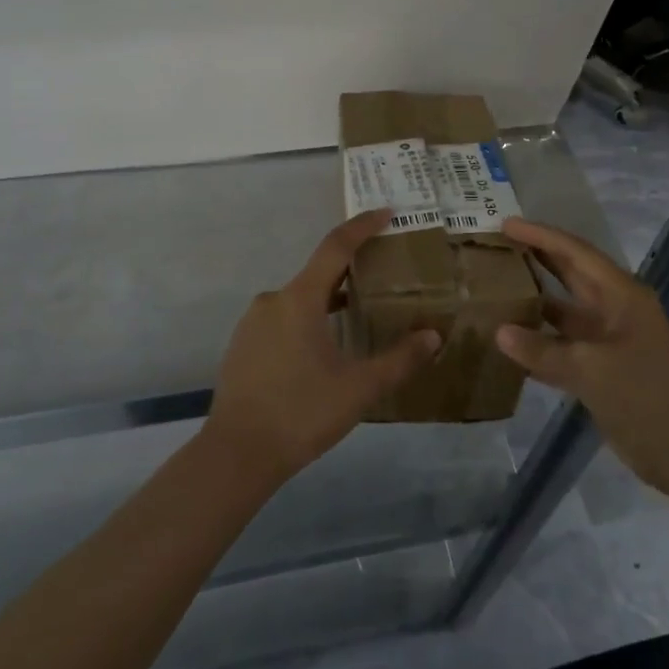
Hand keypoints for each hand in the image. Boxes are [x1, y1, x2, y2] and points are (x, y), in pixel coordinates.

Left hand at [204, 210, 440, 485]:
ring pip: (300, 299)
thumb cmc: (301, 413)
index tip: (386, 213)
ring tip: (359, 314)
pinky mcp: (243, 345)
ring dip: (329, 300)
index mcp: (299, 299)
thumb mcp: (359, 389)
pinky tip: (323, 349)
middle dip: (351, 270)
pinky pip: (283, 319)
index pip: (335, 248)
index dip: (362, 226)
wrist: (236, 454)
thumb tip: (433, 336)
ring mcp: (253, 323)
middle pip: (318, 273)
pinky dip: (307, 320)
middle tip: (383, 275)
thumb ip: (399, 360)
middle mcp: (273, 300)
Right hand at [495, 218, 668, 498]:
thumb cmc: (646, 400)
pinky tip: (509, 335)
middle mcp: (615, 308)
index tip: (505, 224)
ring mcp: (609, 336)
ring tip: (496, 282)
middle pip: (571, 272)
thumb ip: (543, 351)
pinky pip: (564, 339)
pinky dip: (539, 335)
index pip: (576, 253)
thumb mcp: (592, 372)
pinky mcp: (602, 363)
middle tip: (497, 244)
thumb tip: (499, 331)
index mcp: (622, 296)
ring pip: (565, 306)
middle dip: (537, 255)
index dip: (541, 236)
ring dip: (535, 295)